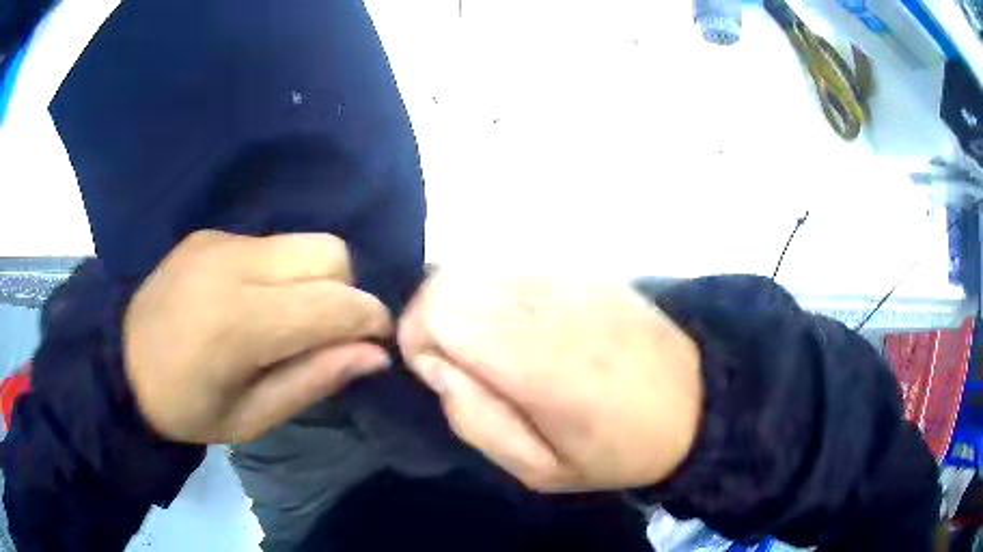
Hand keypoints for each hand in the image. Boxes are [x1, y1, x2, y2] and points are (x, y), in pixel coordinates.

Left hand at [124, 231, 391, 443]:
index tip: (377, 343)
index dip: (371, 319)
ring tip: (290, 318)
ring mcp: (219, 241)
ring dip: (316, 279)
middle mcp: (233, 264)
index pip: (334, 302)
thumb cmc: (186, 408)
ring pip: (303, 241)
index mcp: (239, 322)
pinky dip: (283, 271)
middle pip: (329, 251)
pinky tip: (256, 301)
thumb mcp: (252, 418)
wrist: (120, 363)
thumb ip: (315, 380)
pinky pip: (271, 243)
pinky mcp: (211, 234)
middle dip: (347, 290)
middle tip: (328, 331)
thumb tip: (375, 354)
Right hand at [400, 275, 702, 491]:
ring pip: (477, 266)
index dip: (418, 338)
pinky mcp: (584, 269)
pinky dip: (496, 293)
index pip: (439, 309)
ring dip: (464, 304)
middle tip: (461, 364)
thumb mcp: (541, 471)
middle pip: (449, 278)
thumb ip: (476, 422)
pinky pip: (512, 267)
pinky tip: (525, 327)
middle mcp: (546, 303)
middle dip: (433, 319)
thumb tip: (439, 369)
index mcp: (535, 359)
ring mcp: (568, 277)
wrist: (695, 401)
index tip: (438, 374)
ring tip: (492, 348)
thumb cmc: (618, 448)